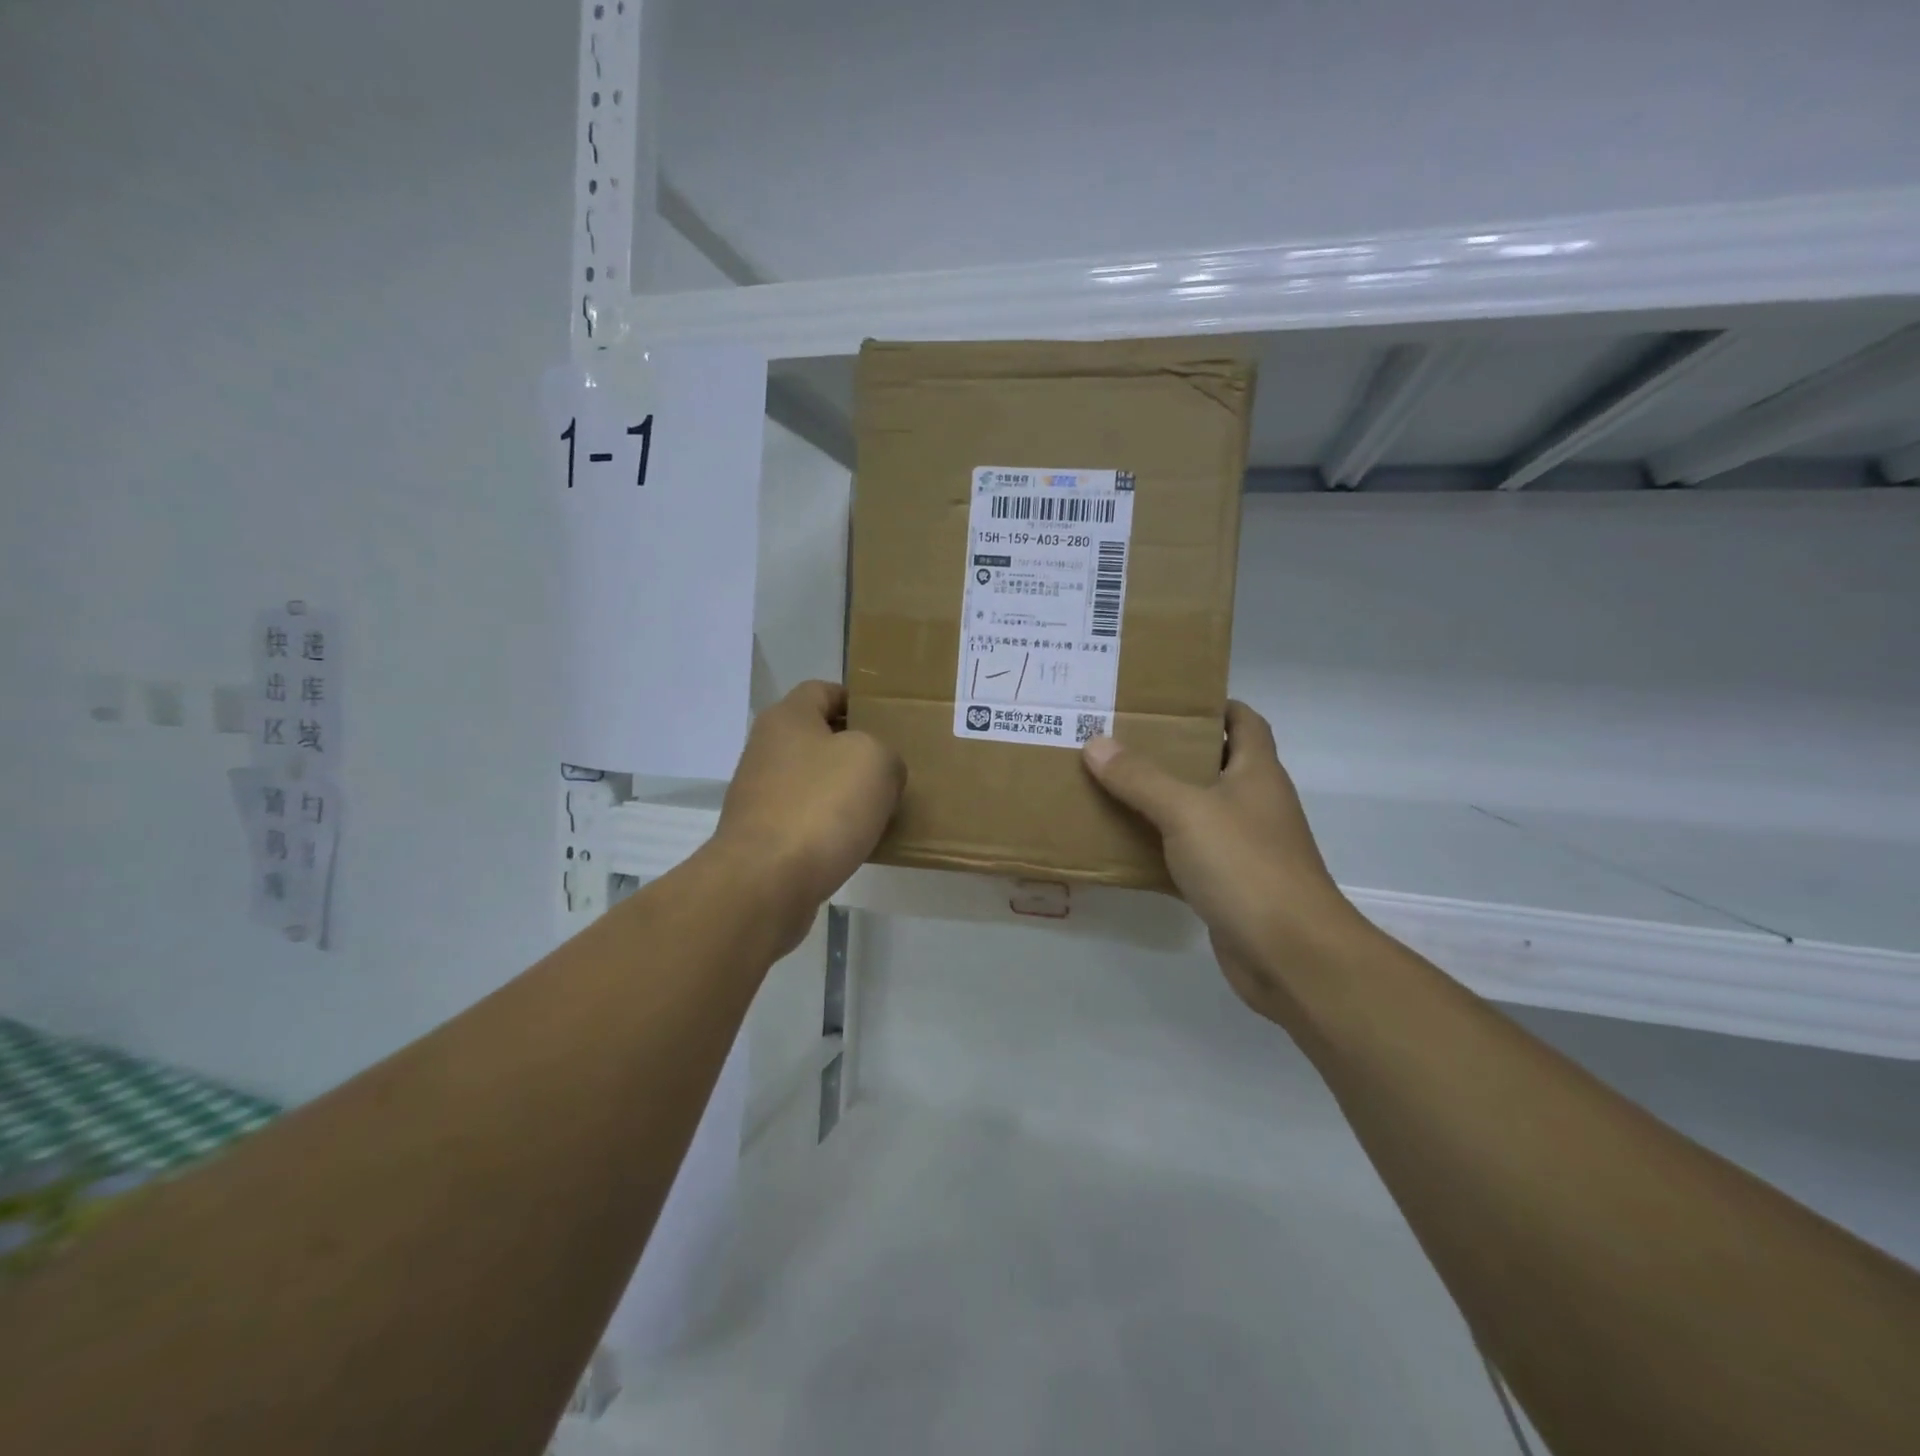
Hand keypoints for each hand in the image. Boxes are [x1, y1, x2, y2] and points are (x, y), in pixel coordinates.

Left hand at [714, 681, 903, 931]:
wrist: (766, 882)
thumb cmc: (822, 806)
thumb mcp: (876, 761)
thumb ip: (886, 754)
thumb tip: (879, 772)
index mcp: (788, 718)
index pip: (823, 690)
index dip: (856, 701)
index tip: (887, 722)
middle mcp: (766, 750)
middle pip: (818, 738)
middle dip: (855, 751)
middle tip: (893, 768)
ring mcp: (760, 795)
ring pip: (813, 782)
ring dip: (844, 793)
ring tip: (882, 809)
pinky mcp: (762, 837)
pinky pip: (806, 820)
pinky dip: (831, 828)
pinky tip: (857, 843)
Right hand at [1081, 703, 1367, 1018]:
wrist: (1290, 954)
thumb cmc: (1245, 866)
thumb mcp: (1186, 811)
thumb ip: (1140, 778)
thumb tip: (1096, 743)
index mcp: (1256, 772)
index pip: (1243, 721)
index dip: (1212, 705)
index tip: (1164, 702)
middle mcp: (1254, 804)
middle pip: (1212, 764)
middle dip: (1169, 752)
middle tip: (1117, 741)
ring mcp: (1243, 847)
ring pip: (1195, 812)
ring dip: (1158, 801)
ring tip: (1108, 785)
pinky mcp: (1228, 885)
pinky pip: (1186, 855)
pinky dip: (1157, 848)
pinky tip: (1120, 845)